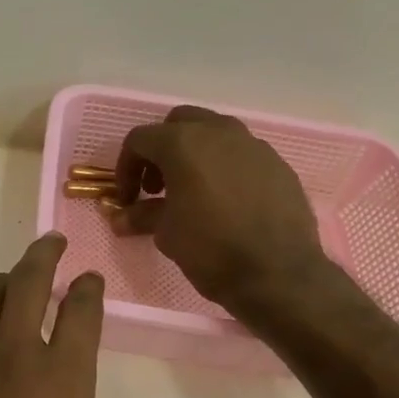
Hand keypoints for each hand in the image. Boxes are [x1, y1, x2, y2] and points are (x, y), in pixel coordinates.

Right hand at [112, 106, 327, 312]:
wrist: (278, 273)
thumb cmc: (211, 248)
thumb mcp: (166, 233)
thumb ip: (142, 215)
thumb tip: (120, 218)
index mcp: (183, 143)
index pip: (140, 139)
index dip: (125, 168)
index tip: (128, 199)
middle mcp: (218, 132)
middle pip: (179, 123)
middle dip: (162, 150)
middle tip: (157, 187)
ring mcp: (253, 145)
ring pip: (214, 133)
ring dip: (195, 155)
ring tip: (192, 192)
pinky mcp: (277, 164)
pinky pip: (242, 155)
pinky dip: (225, 168)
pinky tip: (227, 202)